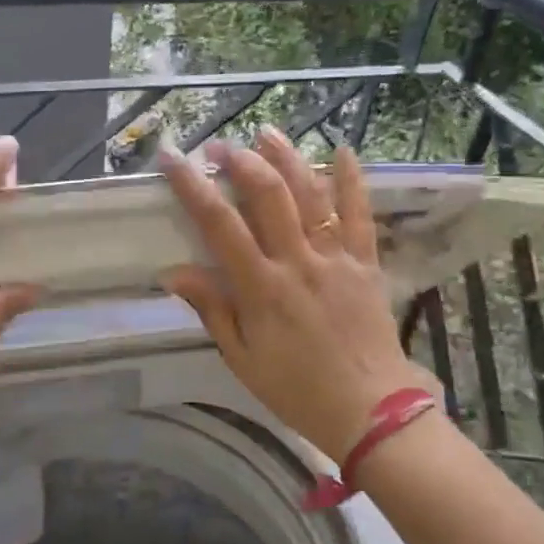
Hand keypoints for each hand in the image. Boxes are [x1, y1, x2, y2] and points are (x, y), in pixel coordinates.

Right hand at [160, 129, 435, 463]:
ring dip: (288, 159)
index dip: (193, 188)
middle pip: (269, 196)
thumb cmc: (296, 389)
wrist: (369, 410)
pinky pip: (361, 215)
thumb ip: (212, 309)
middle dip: (241, 162)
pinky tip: (343, 151)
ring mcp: (337, 259)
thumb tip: (173, 272)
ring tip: (266, 132)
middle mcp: (299, 263)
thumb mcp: (241, 358)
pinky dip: (352, 181)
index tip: (174, 160)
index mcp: (262, 288)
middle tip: (219, 146)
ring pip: (312, 196)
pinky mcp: (366, 264)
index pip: (220, 226)